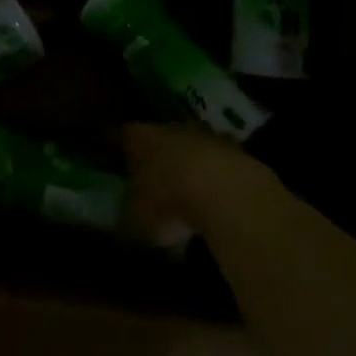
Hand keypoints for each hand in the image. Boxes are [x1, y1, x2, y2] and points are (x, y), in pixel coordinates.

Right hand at [121, 123, 281, 238]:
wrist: (226, 192)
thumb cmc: (167, 201)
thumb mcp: (133, 223)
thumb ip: (124, 222)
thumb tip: (120, 228)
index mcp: (138, 138)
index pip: (123, 137)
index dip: (120, 151)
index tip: (118, 165)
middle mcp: (170, 128)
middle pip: (160, 140)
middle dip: (157, 160)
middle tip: (152, 186)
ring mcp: (207, 136)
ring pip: (192, 151)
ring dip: (189, 170)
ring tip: (187, 200)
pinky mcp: (237, 151)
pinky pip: (219, 167)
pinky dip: (216, 183)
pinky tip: (216, 207)